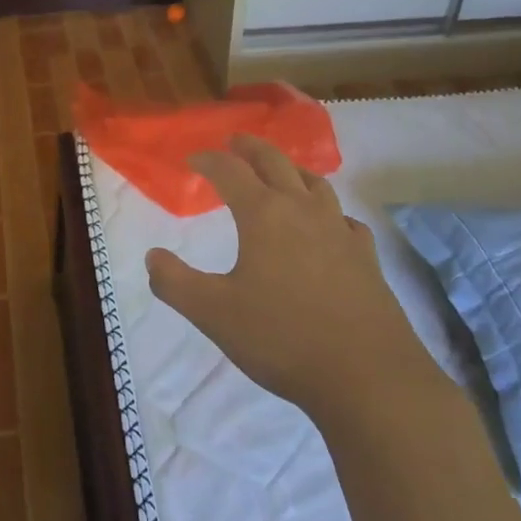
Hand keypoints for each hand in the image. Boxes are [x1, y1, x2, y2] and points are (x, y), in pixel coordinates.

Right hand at [145, 135, 425, 420]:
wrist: (369, 377)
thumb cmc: (282, 338)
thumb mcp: (214, 314)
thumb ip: (175, 283)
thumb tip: (152, 256)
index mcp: (264, 214)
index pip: (230, 171)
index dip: (208, 160)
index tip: (192, 159)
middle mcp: (302, 210)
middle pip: (275, 162)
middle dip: (251, 148)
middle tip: (235, 143)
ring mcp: (339, 231)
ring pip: (315, 183)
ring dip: (291, 169)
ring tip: (281, 172)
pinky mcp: (366, 257)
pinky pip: (344, 218)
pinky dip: (328, 210)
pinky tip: (328, 225)